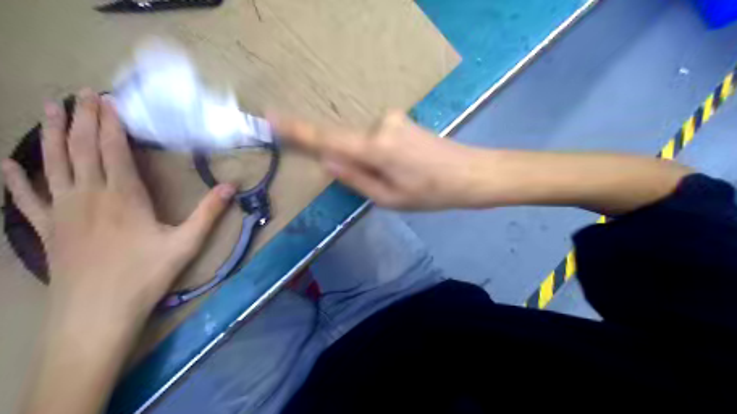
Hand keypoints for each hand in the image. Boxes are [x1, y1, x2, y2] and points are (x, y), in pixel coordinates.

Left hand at [0, 89, 234, 318]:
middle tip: (80, 92)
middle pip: (83, 148)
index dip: (111, 122)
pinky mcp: (47, 229)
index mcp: (123, 196)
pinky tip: (8, 164)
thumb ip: (208, 213)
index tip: (108, 99)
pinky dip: (16, 179)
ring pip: (53, 163)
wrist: (96, 313)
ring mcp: (62, 211)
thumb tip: (231, 186)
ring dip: (52, 134)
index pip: (114, 149)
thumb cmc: (145, 276)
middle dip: (83, 118)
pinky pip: (28, 198)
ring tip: (49, 108)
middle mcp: (88, 195)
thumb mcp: (186, 244)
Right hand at [270, 109, 483, 209]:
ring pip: (363, 142)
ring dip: (370, 161)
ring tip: (400, 179)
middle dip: (351, 163)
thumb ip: (355, 179)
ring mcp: (392, 119)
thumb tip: (326, 161)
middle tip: (383, 184)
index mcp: (375, 149)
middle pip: (347, 143)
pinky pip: (376, 137)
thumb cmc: (432, 194)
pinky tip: (404, 168)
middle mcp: (380, 125)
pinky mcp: (401, 120)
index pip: (327, 138)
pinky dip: (379, 153)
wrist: (472, 173)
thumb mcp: (389, 198)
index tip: (271, 119)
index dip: (298, 130)